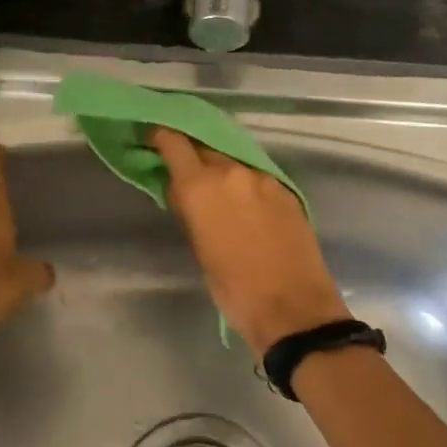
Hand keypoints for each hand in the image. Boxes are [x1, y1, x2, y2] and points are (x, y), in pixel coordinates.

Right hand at [148, 127, 347, 355]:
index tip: (152, 140)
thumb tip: (182, 192)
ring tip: (215, 191)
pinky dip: (244, 184)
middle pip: (205, 149)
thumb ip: (189, 211)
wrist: (293, 308)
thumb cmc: (235, 289)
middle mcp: (233, 172)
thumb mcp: (200, 250)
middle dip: (192, 156)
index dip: (161, 138)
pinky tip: (244, 204)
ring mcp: (264, 179)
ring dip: (220, 170)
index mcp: (202, 186)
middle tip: (184, 173)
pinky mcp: (286, 191)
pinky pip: (256, 177)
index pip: (175, 143)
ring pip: (233, 162)